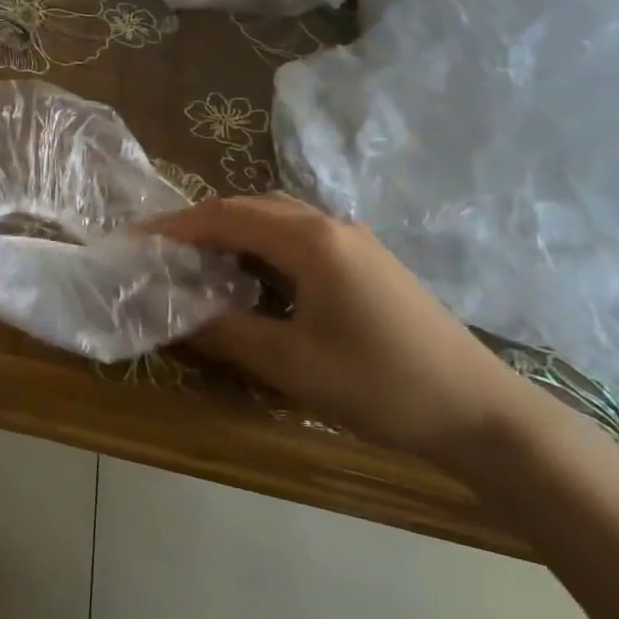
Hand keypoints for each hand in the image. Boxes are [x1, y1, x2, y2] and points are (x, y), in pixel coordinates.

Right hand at [145, 193, 527, 461]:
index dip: (177, 225)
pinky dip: (263, 246)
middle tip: (163, 251)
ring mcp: (354, 239)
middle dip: (201, 224)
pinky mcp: (367, 260)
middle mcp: (330, 224)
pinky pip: (300, 236)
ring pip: (277, 219)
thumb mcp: (291, 364)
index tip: (138, 239)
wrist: (481, 412)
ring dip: (233, 232)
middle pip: (250, 207)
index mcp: (310, 239)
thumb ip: (226, 333)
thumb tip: (176, 316)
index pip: (225, 215)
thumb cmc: (380, 384)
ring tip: (199, 261)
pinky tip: (254, 276)